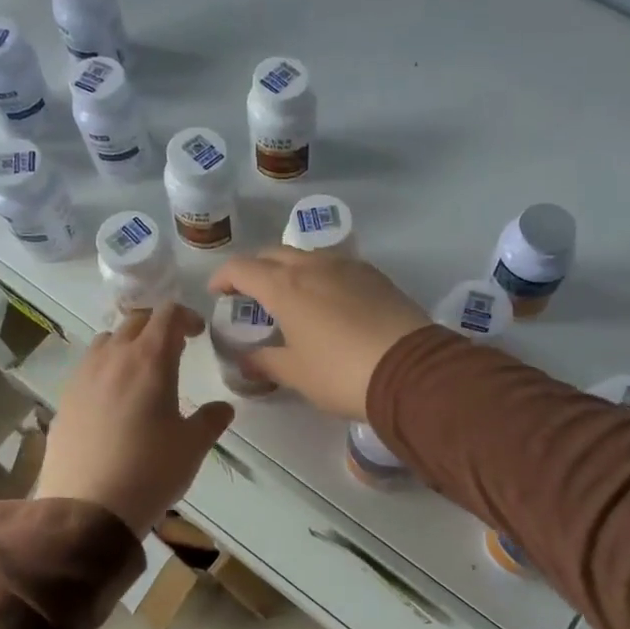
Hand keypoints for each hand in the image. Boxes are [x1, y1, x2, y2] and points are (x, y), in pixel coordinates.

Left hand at [36, 304, 234, 536]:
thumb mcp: (192, 447)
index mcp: (150, 360)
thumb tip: (223, 408)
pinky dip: (106, 368)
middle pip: (135, 321)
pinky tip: (114, 398)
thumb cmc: (150, 471)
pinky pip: (88, 367)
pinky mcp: (64, 399)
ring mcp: (83, 377)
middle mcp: (113, 358)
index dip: (186, 316)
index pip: (168, 315)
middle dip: (158, 326)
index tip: (198, 333)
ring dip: (127, 343)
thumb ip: (210, 420)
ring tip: (141, 369)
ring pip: (106, 340)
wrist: (87, 508)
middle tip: (175, 347)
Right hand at [207, 251, 432, 418]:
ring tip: (291, 297)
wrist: (411, 370)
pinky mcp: (375, 276)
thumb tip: (245, 361)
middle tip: (251, 295)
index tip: (218, 293)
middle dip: (256, 269)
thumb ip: (265, 362)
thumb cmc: (341, 373)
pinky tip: (328, 301)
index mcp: (285, 287)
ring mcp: (348, 267)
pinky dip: (321, 276)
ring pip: (308, 256)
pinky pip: (337, 266)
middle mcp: (313, 266)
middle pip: (274, 254)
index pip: (242, 268)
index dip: (224, 277)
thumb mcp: (296, 374)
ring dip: (290, 270)